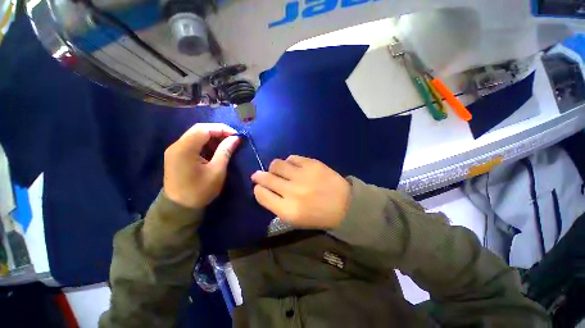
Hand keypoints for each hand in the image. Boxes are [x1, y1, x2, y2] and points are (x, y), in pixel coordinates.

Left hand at [163, 123, 240, 208]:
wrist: (179, 207)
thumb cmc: (200, 191)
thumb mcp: (217, 171)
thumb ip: (225, 151)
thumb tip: (236, 138)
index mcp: (184, 149)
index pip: (204, 129)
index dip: (222, 129)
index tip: (236, 136)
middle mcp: (176, 145)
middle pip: (199, 130)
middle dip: (218, 132)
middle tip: (233, 139)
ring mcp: (175, 150)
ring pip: (196, 135)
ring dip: (213, 137)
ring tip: (227, 144)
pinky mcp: (177, 155)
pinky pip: (193, 143)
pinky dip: (206, 144)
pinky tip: (216, 150)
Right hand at [251, 155, 350, 229]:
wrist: (344, 205)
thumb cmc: (318, 216)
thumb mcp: (295, 219)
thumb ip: (276, 205)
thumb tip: (264, 189)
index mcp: (287, 210)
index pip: (261, 195)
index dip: (258, 189)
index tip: (259, 186)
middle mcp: (292, 191)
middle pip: (266, 178)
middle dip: (259, 176)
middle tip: (259, 175)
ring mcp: (302, 175)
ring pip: (276, 164)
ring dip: (274, 167)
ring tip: (279, 170)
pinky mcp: (312, 164)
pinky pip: (292, 158)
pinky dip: (289, 162)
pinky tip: (293, 166)